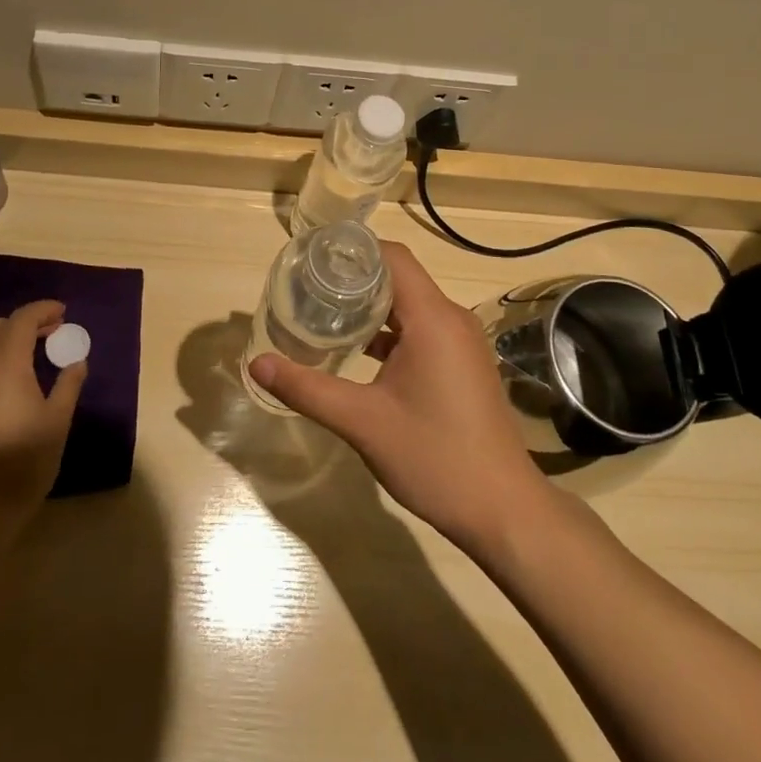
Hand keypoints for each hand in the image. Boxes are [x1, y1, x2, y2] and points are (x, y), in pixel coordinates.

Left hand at [0, 300, 85, 512]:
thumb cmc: (24, 462)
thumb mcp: (58, 421)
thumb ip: (68, 384)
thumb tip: (76, 361)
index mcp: (4, 364)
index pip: (21, 320)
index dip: (42, 310)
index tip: (62, 313)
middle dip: (24, 321)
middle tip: (49, 330)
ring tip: (22, 344)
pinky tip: (0, 369)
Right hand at [248, 242, 549, 552]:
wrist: (504, 512)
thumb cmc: (436, 458)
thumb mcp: (363, 423)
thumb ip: (307, 389)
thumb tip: (256, 363)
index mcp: (433, 318)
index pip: (392, 257)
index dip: (353, 249)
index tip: (312, 255)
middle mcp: (451, 319)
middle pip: (399, 277)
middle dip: (353, 276)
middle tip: (306, 284)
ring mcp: (460, 343)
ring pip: (409, 305)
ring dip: (370, 305)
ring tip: (323, 311)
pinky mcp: (461, 364)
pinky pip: (421, 329)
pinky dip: (388, 331)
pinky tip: (356, 349)